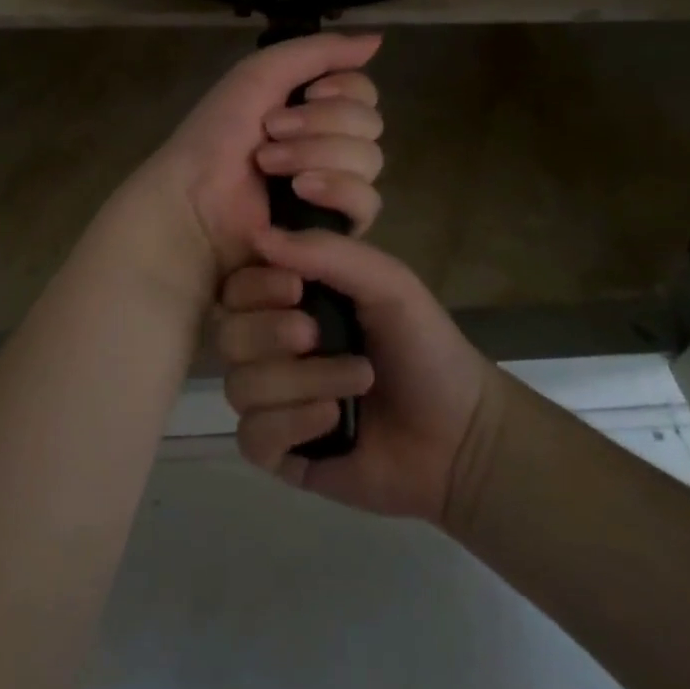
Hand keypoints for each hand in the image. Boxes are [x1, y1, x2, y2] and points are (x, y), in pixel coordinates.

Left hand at [139, 33, 384, 282]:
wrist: (193, 197)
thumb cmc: (218, 134)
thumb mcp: (260, 75)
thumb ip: (318, 52)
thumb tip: (377, 41)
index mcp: (314, 109)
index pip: (363, 93)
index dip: (344, 90)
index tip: (311, 93)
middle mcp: (330, 144)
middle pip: (369, 124)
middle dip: (320, 123)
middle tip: (271, 132)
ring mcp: (335, 187)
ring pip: (369, 160)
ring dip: (316, 154)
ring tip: (270, 165)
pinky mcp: (336, 226)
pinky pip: (366, 204)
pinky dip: (336, 190)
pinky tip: (300, 192)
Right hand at [217, 229, 494, 523]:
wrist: (462, 433)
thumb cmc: (424, 346)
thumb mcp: (386, 283)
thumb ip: (327, 252)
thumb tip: (259, 237)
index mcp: (290, 303)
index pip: (236, 286)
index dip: (255, 286)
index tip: (295, 289)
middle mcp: (272, 347)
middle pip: (227, 335)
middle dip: (273, 334)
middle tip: (320, 335)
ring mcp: (272, 400)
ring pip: (240, 386)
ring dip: (301, 382)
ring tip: (357, 382)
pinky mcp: (278, 451)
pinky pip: (252, 436)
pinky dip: (293, 424)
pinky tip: (335, 421)